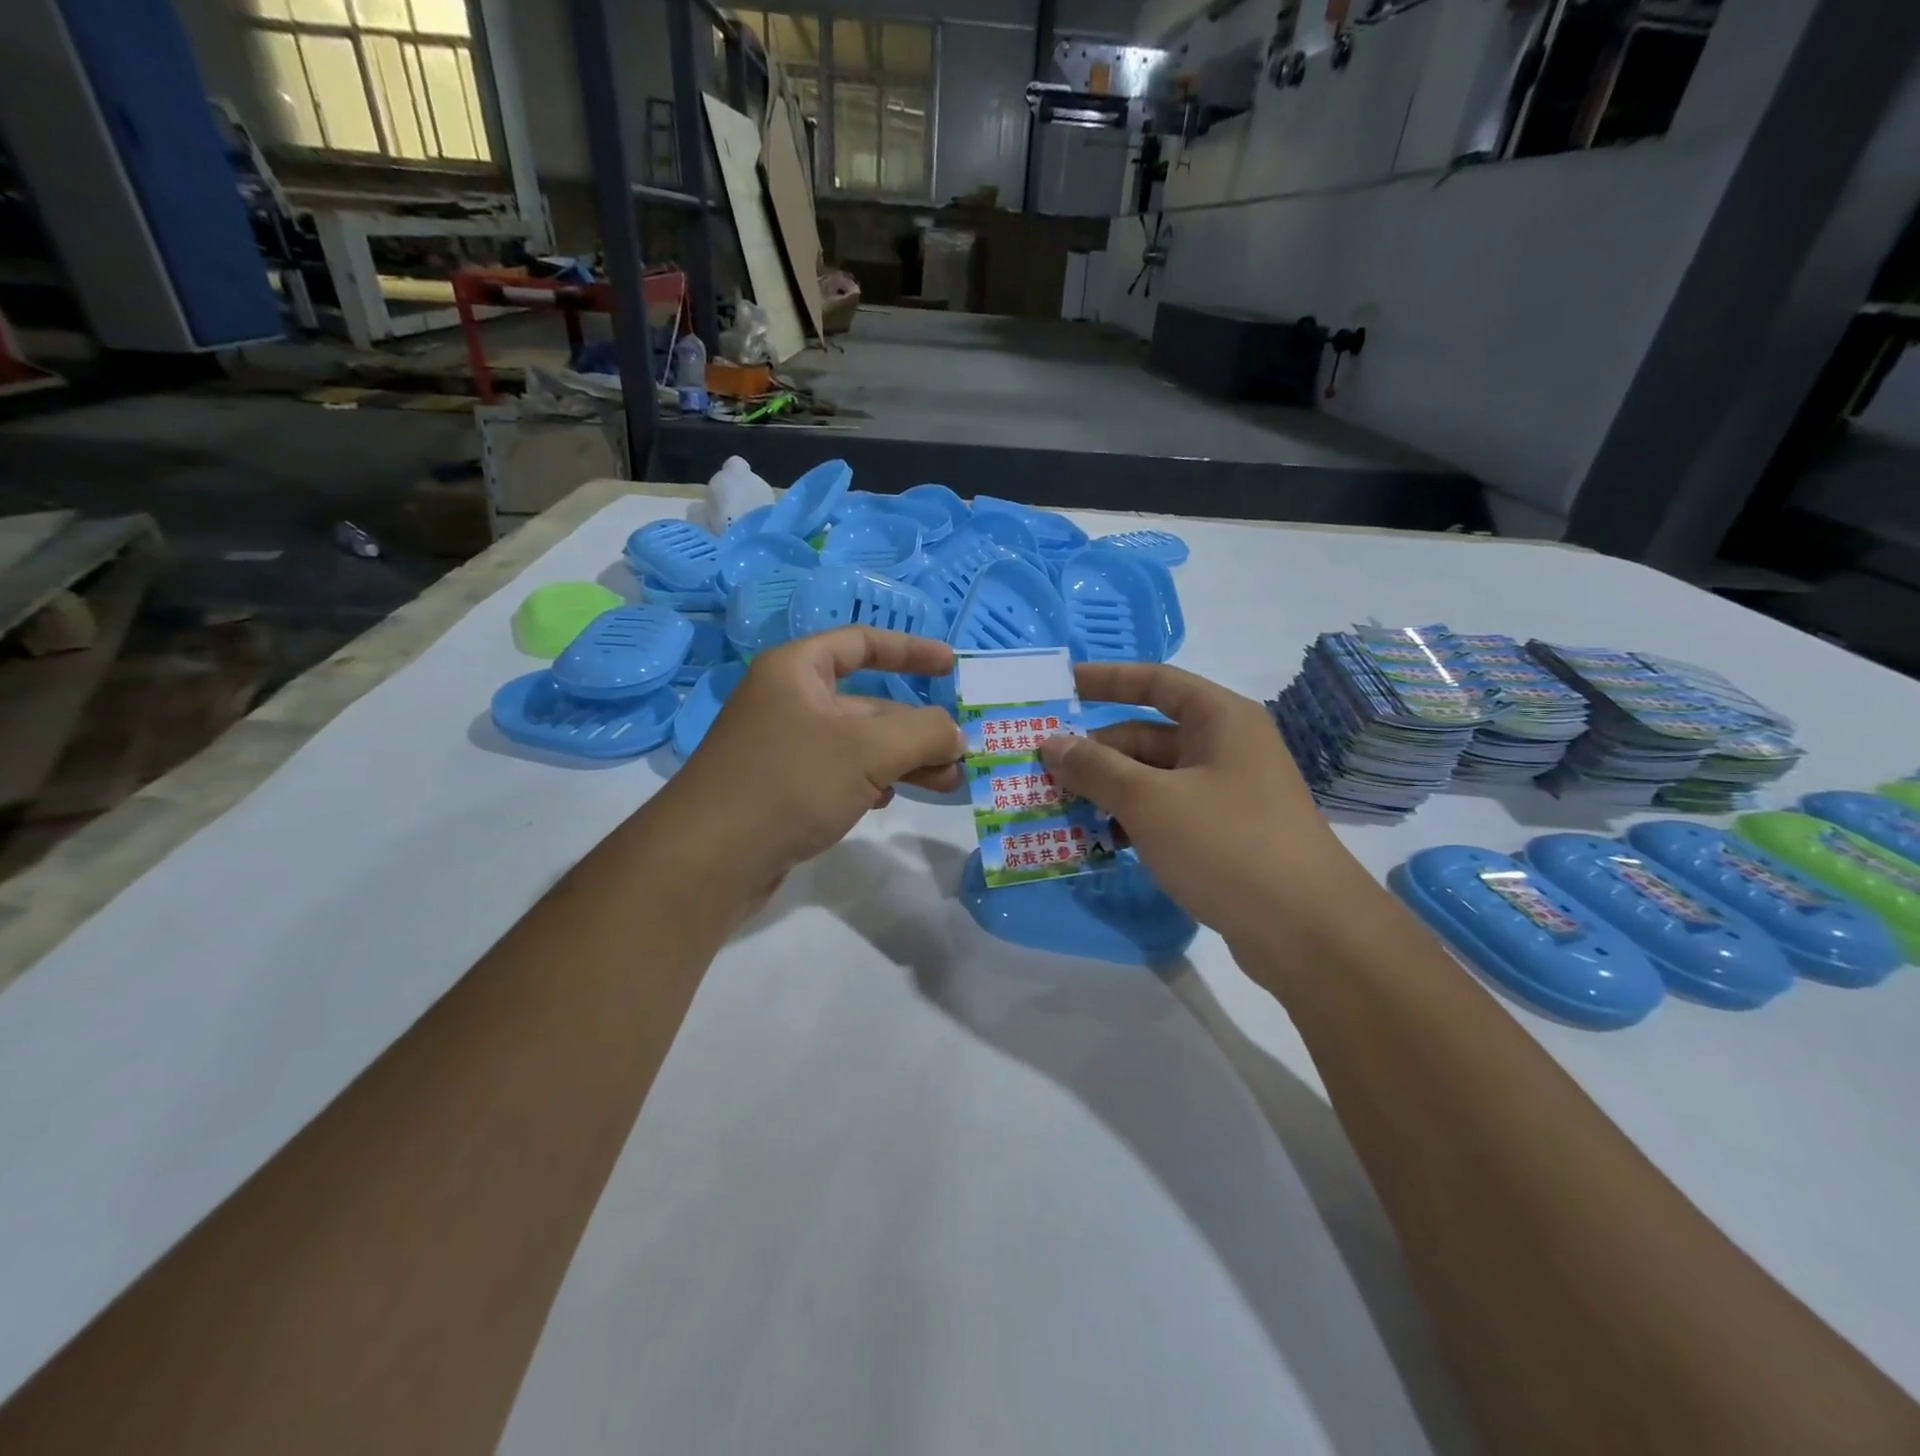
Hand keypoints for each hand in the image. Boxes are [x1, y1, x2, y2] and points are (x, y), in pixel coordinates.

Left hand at [652, 628, 965, 899]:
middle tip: (962, 753)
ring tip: (946, 783)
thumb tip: (957, 735)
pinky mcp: (784, 790)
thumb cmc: (790, 782)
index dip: (910, 650)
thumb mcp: (867, 750)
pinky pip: (840, 774)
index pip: (861, 643)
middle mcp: (789, 701)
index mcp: (798, 670)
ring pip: (858, 744)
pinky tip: (887, 801)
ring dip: (904, 759)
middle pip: (868, 703)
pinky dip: (871, 781)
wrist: (709, 859)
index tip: (952, 666)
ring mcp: (784, 748)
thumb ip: (924, 733)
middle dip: (917, 726)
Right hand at [1039, 663, 1371, 950]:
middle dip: (1094, 753)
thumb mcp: (1150, 801)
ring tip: (1057, 811)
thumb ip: (1095, 768)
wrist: (1308, 932)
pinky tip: (1097, 843)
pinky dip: (1130, 822)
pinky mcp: (1223, 835)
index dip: (1105, 679)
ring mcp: (1226, 794)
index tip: (1059, 686)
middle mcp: (1224, 748)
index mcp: (1219, 719)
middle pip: (1145, 736)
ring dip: (1106, 792)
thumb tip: (1051, 744)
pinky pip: (1164, 813)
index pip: (1154, 682)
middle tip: (1040, 771)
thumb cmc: (1227, 845)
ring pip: (1151, 779)